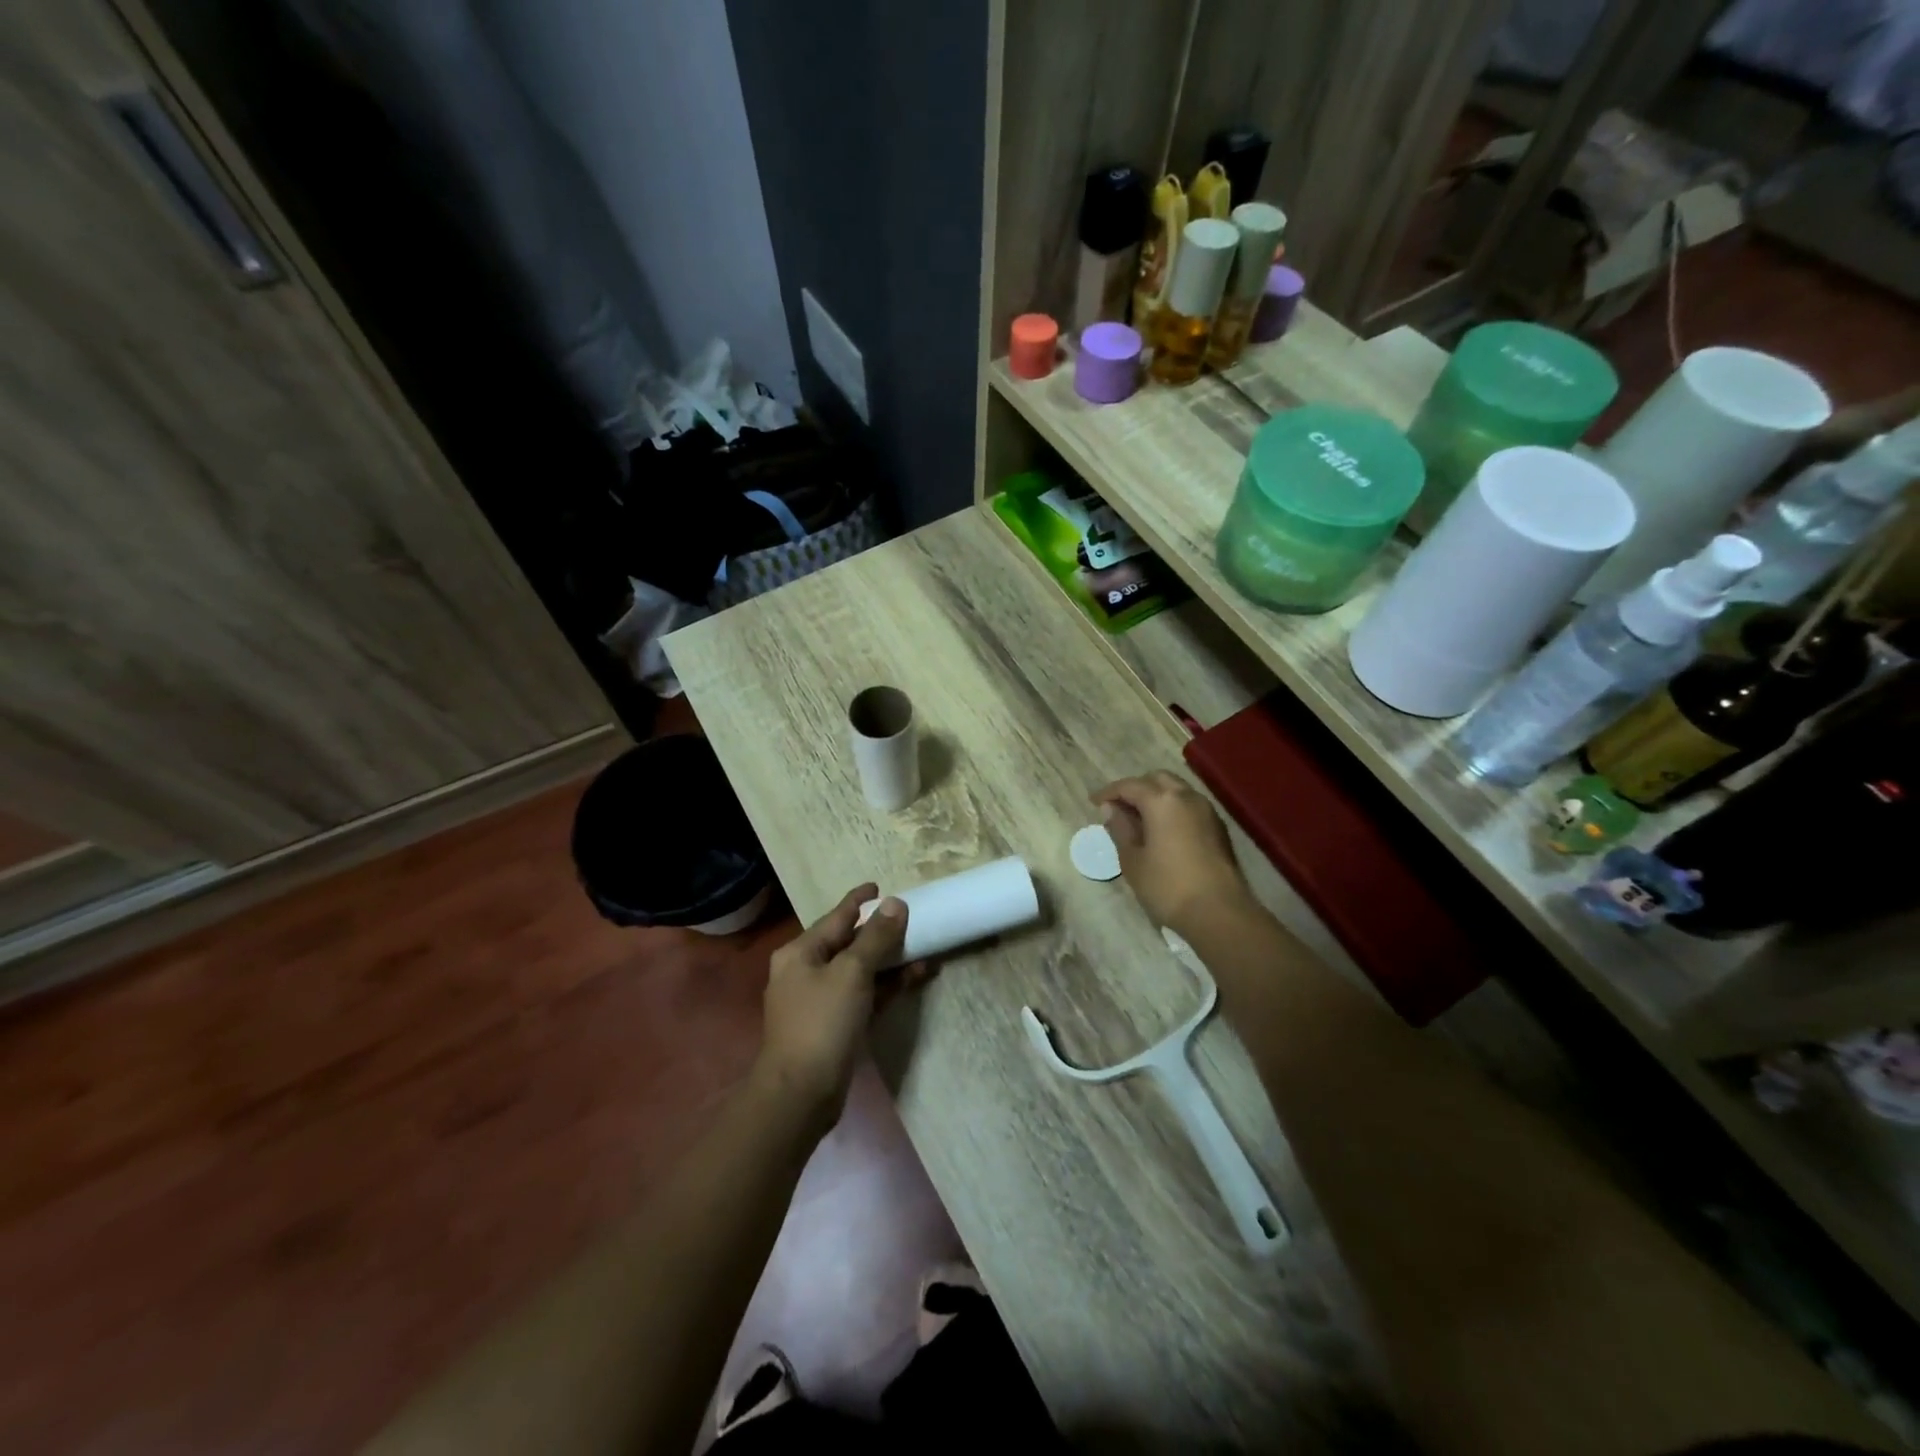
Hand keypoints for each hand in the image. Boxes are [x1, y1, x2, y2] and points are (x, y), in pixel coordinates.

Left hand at [754, 884, 925, 1124]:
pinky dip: (886, 986)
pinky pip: (863, 995)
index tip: (879, 886)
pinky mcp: (834, 1026)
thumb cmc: (822, 1022)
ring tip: (923, 948)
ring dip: (889, 960)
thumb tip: (895, 904)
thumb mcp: (852, 972)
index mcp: (800, 952)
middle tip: (910, 918)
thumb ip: (875, 937)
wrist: (801, 1094)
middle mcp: (805, 972)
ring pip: (859, 970)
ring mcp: (819, 1001)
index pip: (836, 916)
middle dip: (880, 932)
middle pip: (848, 943)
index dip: (858, 900)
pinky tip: (915, 977)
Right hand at [1093, 772, 1252, 937]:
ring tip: (1140, 819)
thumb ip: (1120, 829)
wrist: (1220, 912)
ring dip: (1156, 797)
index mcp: (1161, 801)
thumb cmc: (1167, 886)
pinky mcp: (1218, 827)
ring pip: (1177, 790)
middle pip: (1156, 779)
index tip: (1094, 802)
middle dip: (1135, 788)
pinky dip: (1173, 809)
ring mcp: (1207, 810)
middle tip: (1119, 808)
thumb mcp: (1132, 860)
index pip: (1129, 785)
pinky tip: (1163, 830)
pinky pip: (1190, 806)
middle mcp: (1186, 797)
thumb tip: (1111, 809)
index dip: (1109, 792)